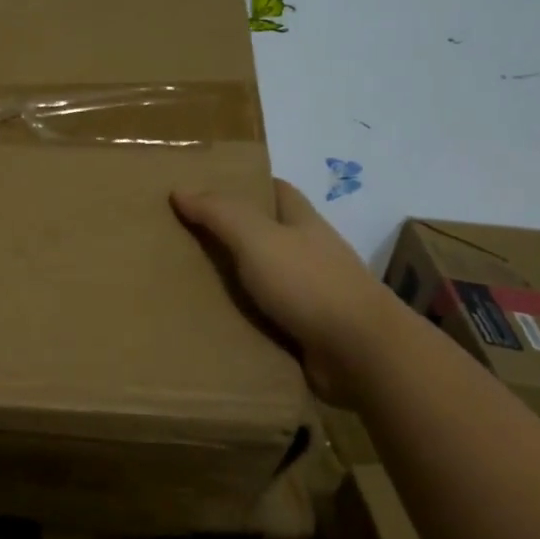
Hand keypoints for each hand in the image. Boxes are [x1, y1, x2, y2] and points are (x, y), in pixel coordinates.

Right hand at [170, 178, 397, 399]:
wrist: (360, 353)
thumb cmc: (309, 283)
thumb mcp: (256, 238)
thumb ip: (219, 213)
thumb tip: (179, 189)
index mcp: (303, 221)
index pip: (276, 190)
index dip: (245, 185)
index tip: (206, 189)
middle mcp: (309, 253)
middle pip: (266, 234)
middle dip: (231, 235)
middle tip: (182, 238)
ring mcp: (312, 293)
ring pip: (264, 278)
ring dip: (234, 281)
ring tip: (186, 283)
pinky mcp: (308, 330)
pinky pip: (267, 318)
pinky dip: (244, 319)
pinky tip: (213, 323)